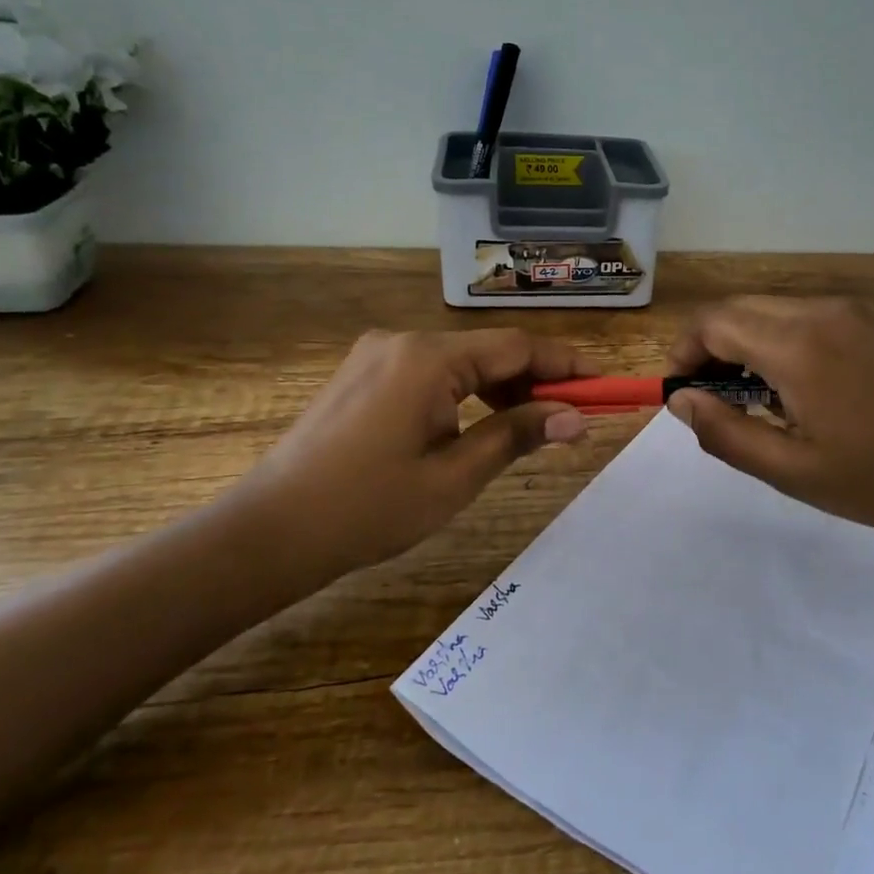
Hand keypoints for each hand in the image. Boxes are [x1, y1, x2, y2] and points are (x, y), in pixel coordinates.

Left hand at [235, 328, 595, 579]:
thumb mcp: (454, 476)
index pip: (516, 347)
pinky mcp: (361, 376)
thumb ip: (517, 435)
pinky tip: (476, 426)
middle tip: (571, 418)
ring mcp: (376, 356)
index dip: (566, 364)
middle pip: (488, 351)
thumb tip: (575, 418)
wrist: (269, 532)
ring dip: (499, 389)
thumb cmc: (368, 508)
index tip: (604, 385)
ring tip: (530, 427)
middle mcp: (402, 341)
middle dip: (534, 381)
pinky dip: (463, 394)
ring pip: (458, 363)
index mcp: (428, 358)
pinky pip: (428, 374)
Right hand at [664, 297, 873, 551]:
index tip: (681, 389)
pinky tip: (807, 388)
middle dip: (713, 345)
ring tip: (760, 399)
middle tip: (713, 396)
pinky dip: (788, 340)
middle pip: (742, 308)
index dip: (685, 351)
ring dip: (750, 342)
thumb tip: (681, 400)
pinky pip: (814, 317)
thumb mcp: (792, 471)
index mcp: (798, 345)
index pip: (714, 322)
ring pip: (777, 310)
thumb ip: (725, 432)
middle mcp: (824, 312)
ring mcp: (857, 313)